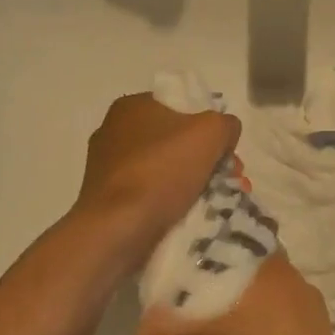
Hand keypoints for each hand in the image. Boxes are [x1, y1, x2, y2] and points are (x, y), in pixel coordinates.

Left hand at [74, 94, 240, 257]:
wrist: (118, 227)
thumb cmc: (162, 170)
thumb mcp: (211, 132)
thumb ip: (226, 124)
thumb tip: (226, 133)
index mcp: (132, 106)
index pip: (181, 107)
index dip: (209, 127)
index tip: (226, 152)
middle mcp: (114, 131)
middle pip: (175, 140)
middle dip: (206, 159)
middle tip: (227, 179)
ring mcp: (107, 167)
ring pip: (164, 169)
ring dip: (192, 182)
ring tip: (216, 201)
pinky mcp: (107, 199)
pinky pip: (149, 194)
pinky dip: (171, 201)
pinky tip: (190, 215)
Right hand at [133, 256, 334, 334]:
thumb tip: (141, 327)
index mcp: (268, 269)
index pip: (229, 240)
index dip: (202, 252)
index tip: (179, 270)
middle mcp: (293, 277)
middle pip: (243, 269)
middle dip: (215, 284)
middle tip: (186, 307)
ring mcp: (310, 305)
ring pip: (262, 293)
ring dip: (237, 306)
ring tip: (209, 333)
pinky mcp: (319, 333)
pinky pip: (279, 315)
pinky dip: (258, 325)